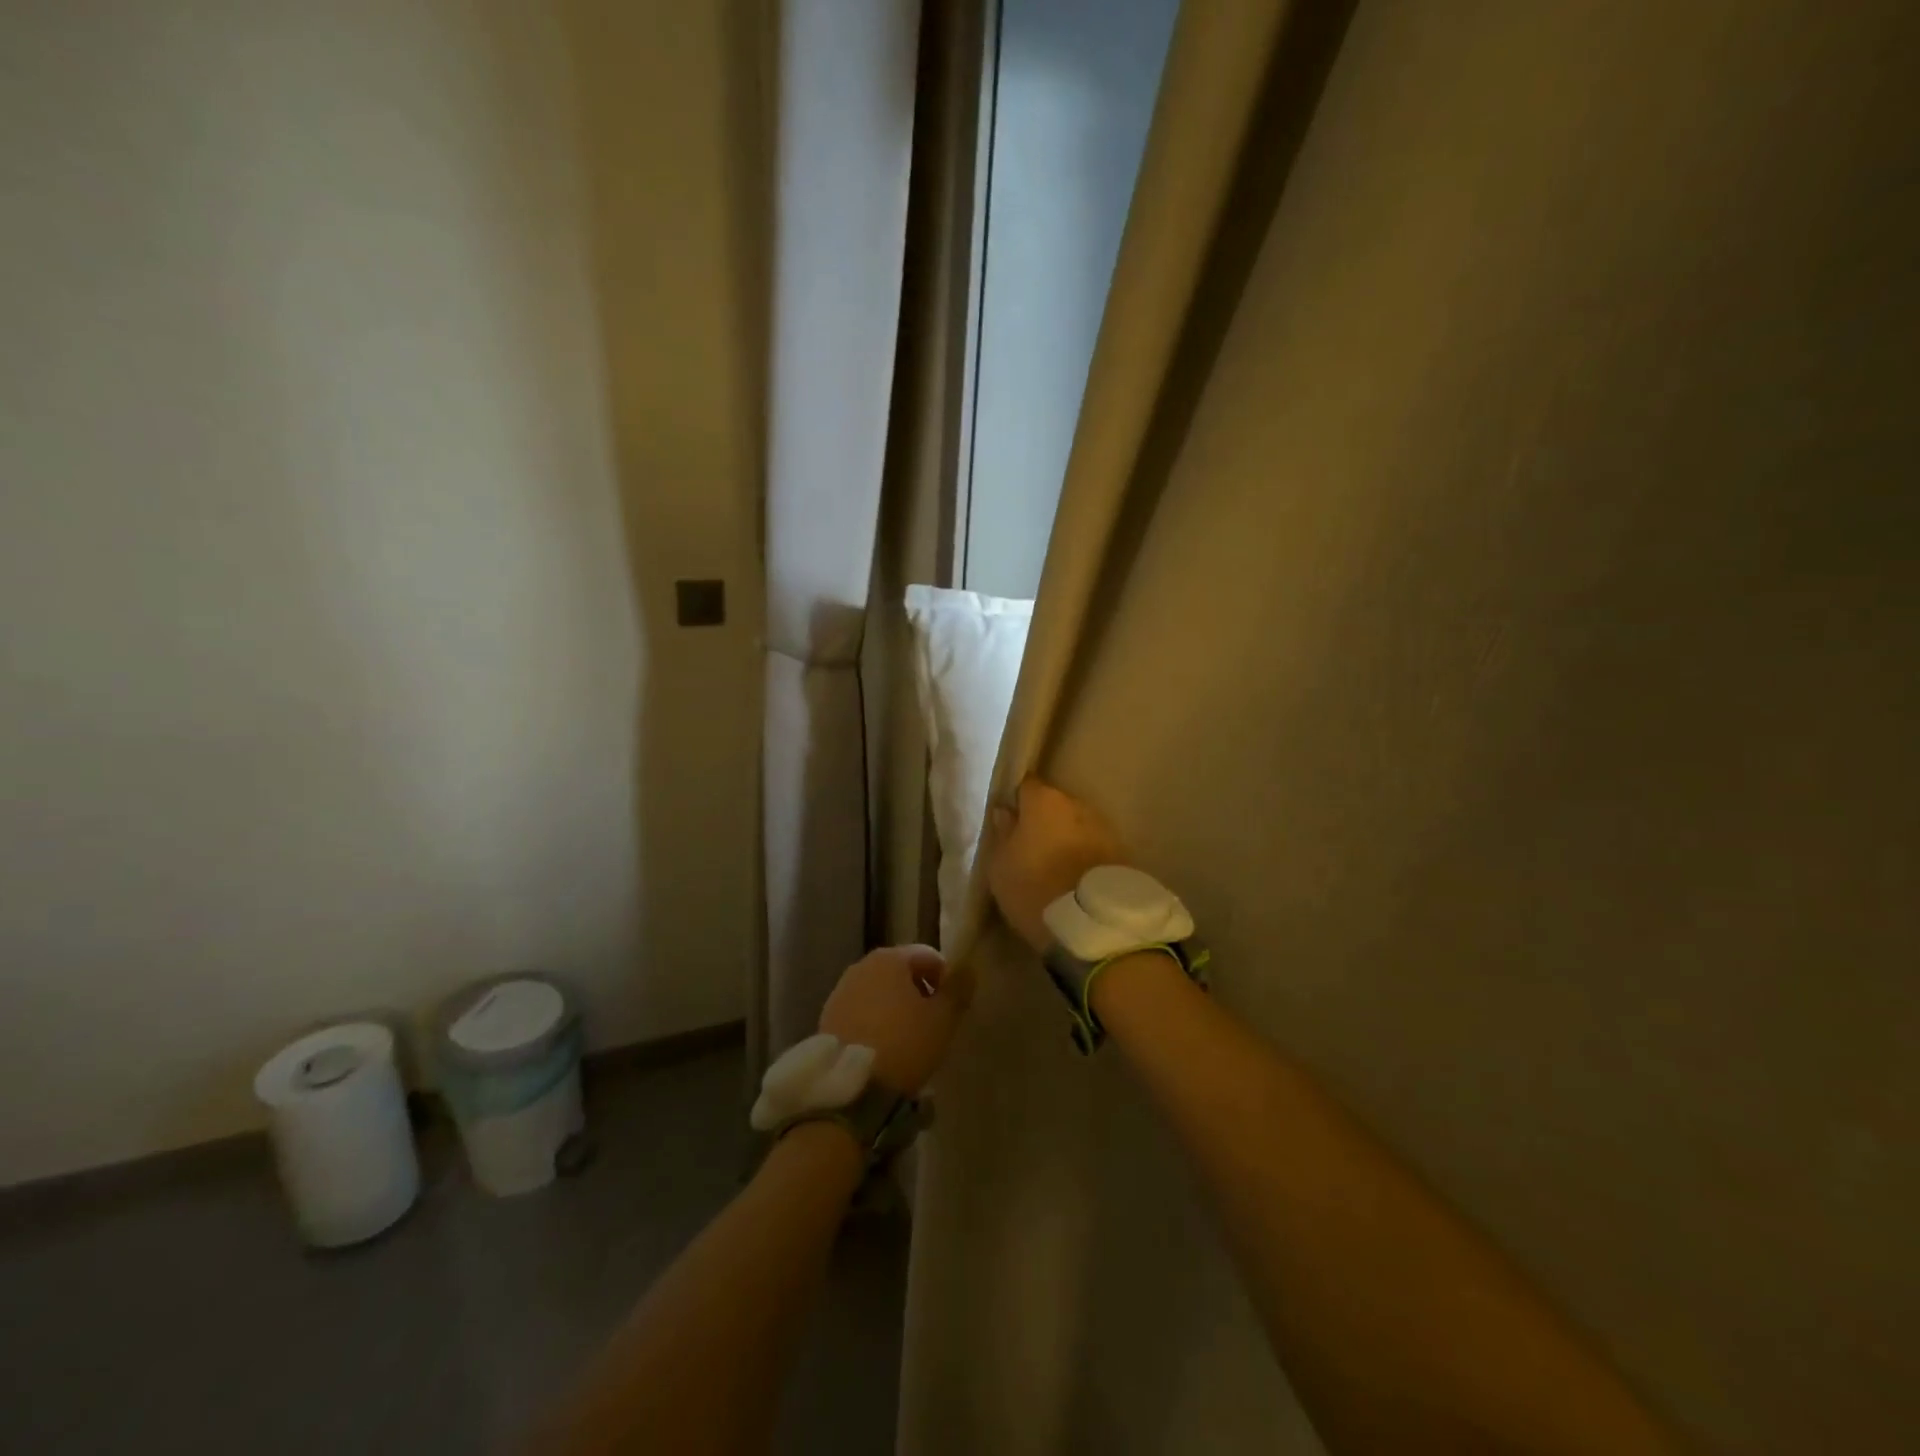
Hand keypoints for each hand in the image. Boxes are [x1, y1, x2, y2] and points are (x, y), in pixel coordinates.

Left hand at [818, 944, 960, 1095]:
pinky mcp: (828, 1017)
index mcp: (890, 958)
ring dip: (897, 1007)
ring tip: (909, 1038)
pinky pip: (862, 1010)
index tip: (952, 1007)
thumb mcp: (942, 1019)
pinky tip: (885, 1047)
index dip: (946, 978)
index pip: (928, 956)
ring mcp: (841, 991)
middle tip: (933, 1023)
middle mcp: (862, 966)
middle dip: (920, 992)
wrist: (850, 1086)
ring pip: (880, 991)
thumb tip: (968, 968)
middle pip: (901, 971)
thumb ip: (958, 990)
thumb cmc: (904, 1043)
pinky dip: (876, 1020)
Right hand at [984, 777, 1129, 952]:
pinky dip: (1084, 855)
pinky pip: (1093, 846)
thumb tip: (1005, 812)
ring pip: (1076, 826)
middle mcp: (1077, 804)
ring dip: (1066, 838)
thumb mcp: (1001, 866)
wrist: (1092, 923)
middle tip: (1030, 846)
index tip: (1010, 818)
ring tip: (1054, 865)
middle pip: (1054, 805)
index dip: (1017, 800)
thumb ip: (1002, 834)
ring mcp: (1104, 827)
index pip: (1026, 785)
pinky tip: (1075, 876)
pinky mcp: (1122, 852)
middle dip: (1043, 820)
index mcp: (1044, 800)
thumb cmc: (1034, 888)